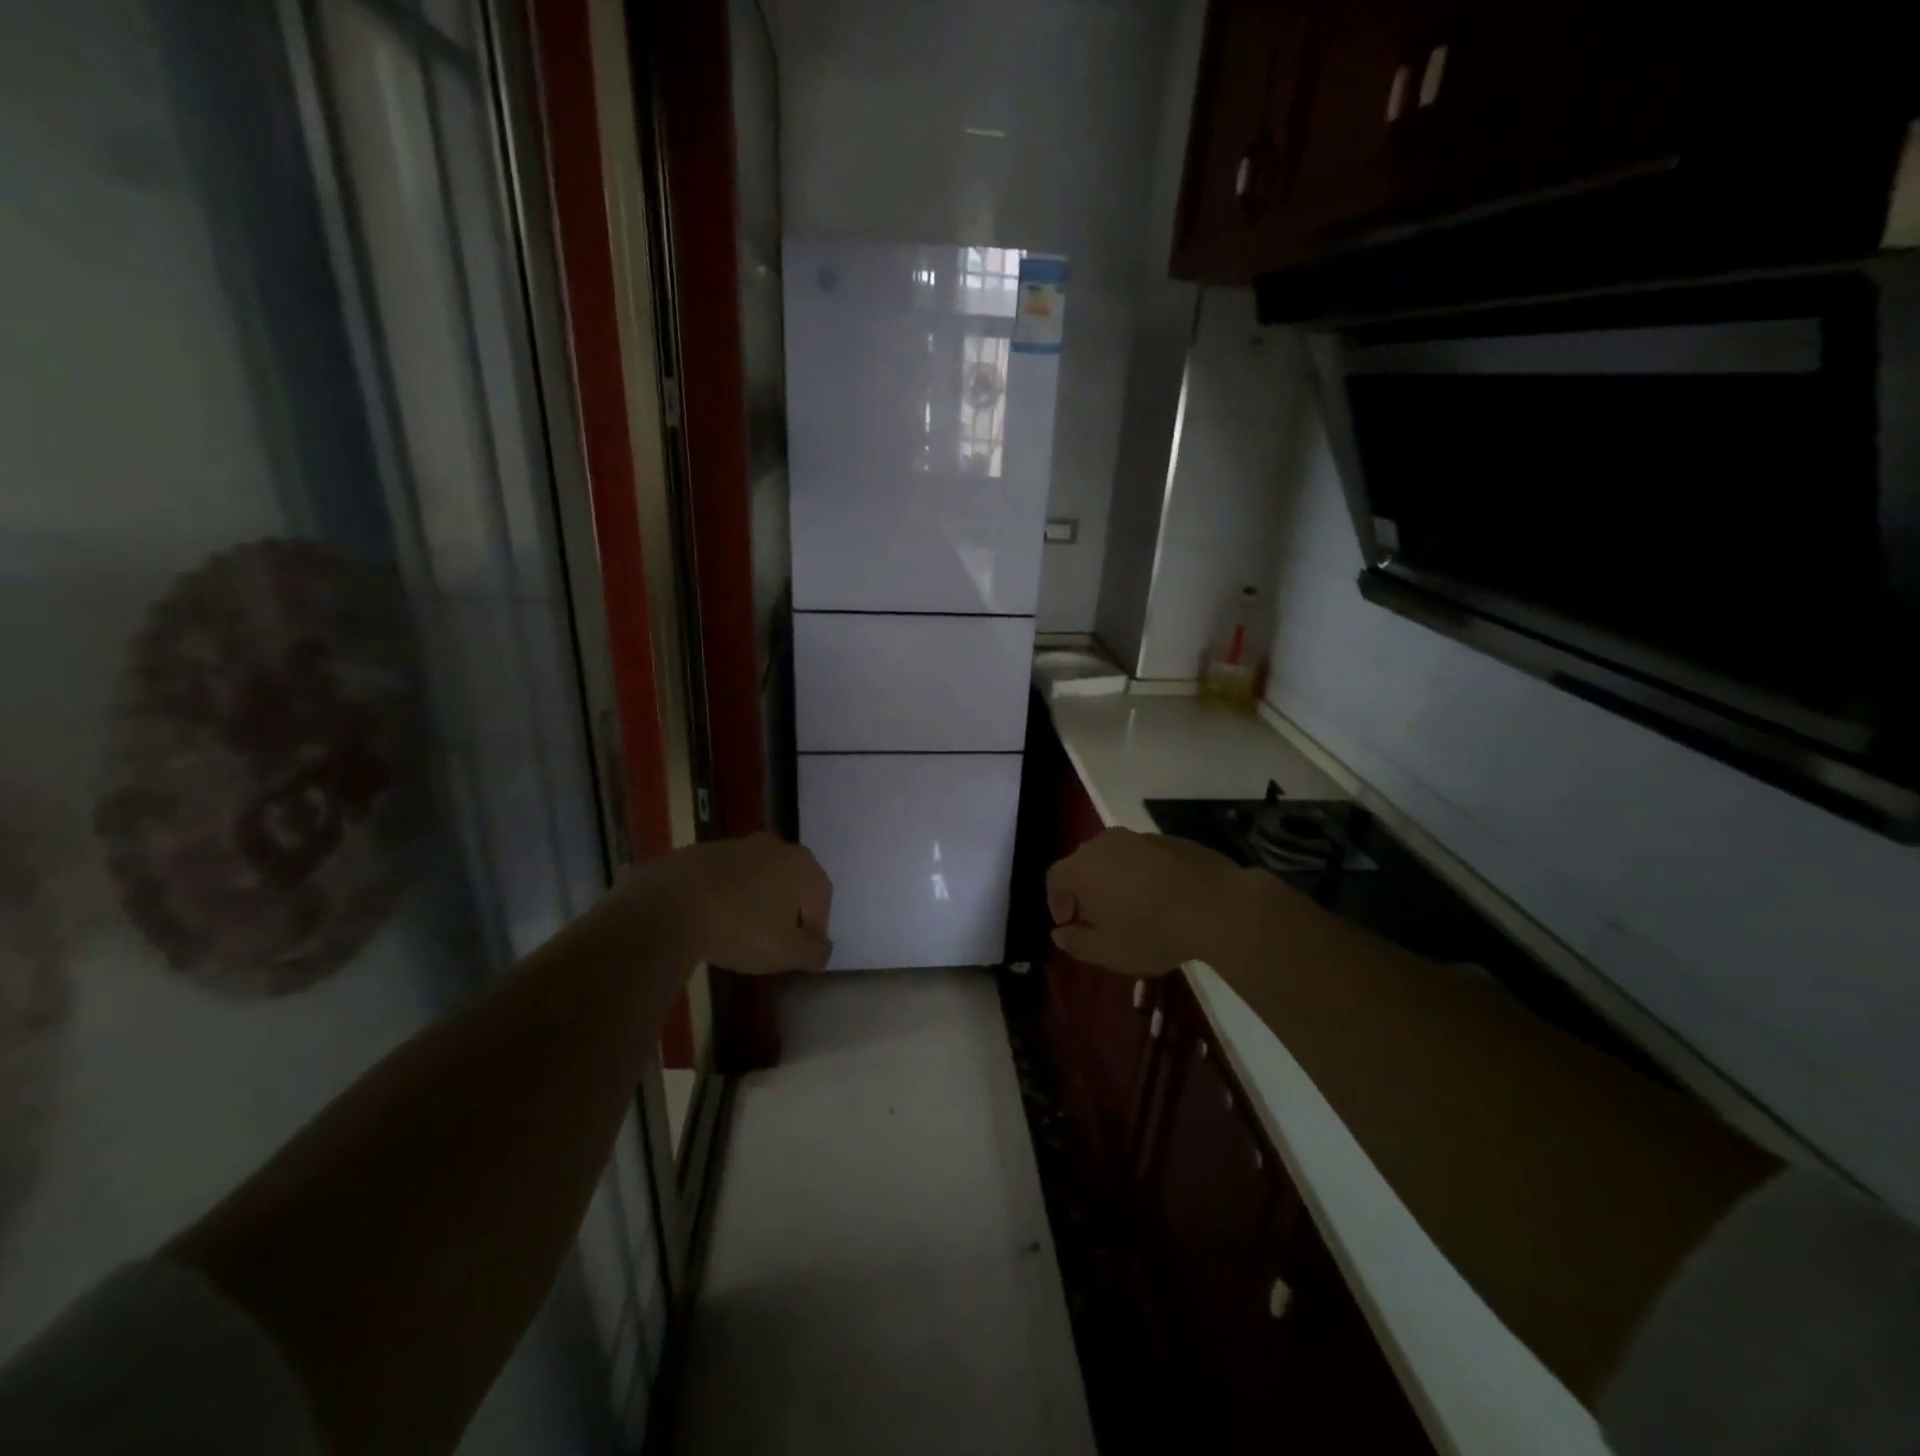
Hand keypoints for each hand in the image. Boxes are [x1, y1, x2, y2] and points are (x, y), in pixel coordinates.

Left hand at [620, 833, 832, 973]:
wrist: (667, 906)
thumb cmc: (740, 927)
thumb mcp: (786, 952)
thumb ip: (813, 951)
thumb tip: (823, 949)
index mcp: (800, 864)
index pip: (821, 896)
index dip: (817, 927)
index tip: (804, 953)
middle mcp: (772, 846)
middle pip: (789, 881)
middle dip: (787, 910)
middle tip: (776, 940)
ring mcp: (732, 845)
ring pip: (755, 877)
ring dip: (754, 902)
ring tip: (740, 933)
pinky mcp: (697, 852)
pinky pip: (722, 879)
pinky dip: (723, 897)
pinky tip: (710, 921)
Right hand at [1046, 828, 1243, 974]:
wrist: (1215, 905)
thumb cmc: (1150, 930)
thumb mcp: (1106, 950)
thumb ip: (1075, 942)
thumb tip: (1060, 933)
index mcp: (1081, 867)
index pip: (1054, 879)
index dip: (1057, 902)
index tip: (1070, 925)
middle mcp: (1104, 843)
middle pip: (1083, 864)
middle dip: (1085, 891)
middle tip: (1098, 919)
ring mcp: (1139, 837)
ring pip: (1115, 858)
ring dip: (1115, 881)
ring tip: (1132, 909)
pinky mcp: (1169, 840)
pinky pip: (1144, 857)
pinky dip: (1143, 875)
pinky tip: (1161, 899)